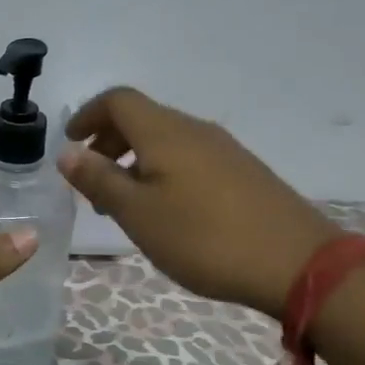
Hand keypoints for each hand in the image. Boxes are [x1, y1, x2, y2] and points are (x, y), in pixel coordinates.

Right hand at [59, 87, 339, 317]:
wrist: (297, 264)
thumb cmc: (204, 237)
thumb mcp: (137, 213)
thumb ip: (99, 180)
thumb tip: (67, 152)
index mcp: (165, 132)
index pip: (118, 100)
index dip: (88, 115)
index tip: (70, 143)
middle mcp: (195, 130)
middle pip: (142, 119)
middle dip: (108, 143)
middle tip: (91, 184)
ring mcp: (224, 150)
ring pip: (166, 142)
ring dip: (134, 162)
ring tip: (124, 205)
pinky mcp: (243, 173)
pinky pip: (189, 159)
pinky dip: (162, 172)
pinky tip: (166, 212)